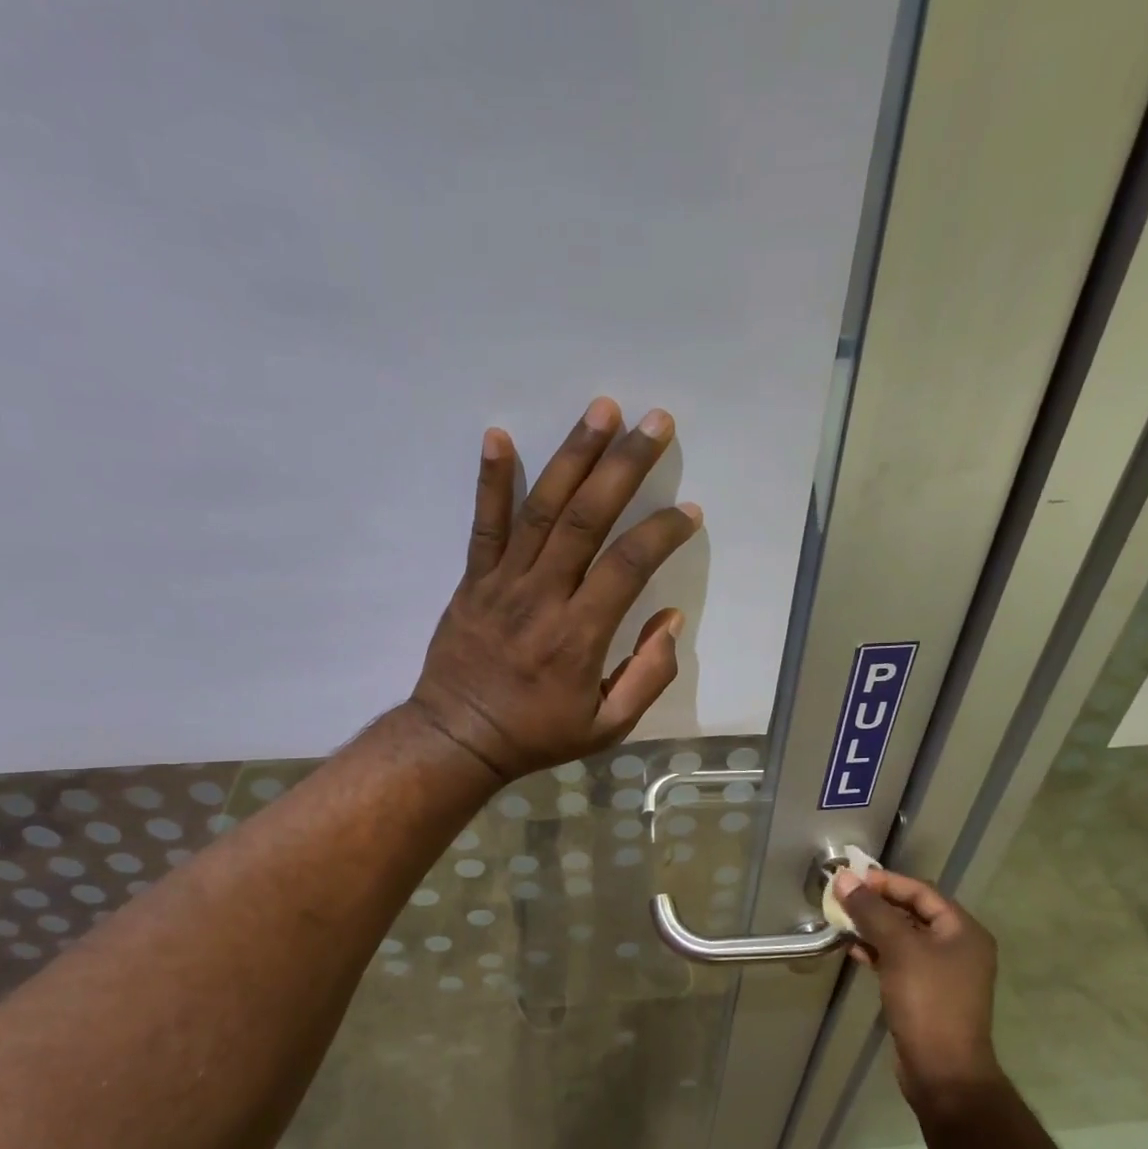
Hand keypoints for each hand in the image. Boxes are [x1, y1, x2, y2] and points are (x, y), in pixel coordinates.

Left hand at [409, 396, 702, 783]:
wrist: (458, 738)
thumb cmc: (537, 734)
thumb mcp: (607, 727)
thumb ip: (647, 676)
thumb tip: (669, 620)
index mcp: (580, 634)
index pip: (628, 565)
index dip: (662, 532)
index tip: (688, 511)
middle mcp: (544, 597)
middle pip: (588, 518)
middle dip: (625, 465)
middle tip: (656, 422)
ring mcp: (503, 583)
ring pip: (543, 509)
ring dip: (574, 455)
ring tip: (602, 409)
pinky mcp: (473, 580)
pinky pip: (484, 524)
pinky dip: (491, 480)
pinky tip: (500, 435)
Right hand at [834, 867, 1003, 1112]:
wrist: (943, 1072)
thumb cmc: (927, 1002)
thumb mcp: (898, 950)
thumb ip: (871, 911)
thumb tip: (843, 878)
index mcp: (963, 931)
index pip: (921, 891)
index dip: (886, 882)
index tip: (851, 880)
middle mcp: (958, 947)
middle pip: (912, 912)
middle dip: (876, 905)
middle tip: (842, 899)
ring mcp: (943, 972)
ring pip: (903, 937)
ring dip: (873, 928)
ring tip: (842, 923)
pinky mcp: (926, 993)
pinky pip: (900, 961)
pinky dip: (878, 952)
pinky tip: (854, 952)